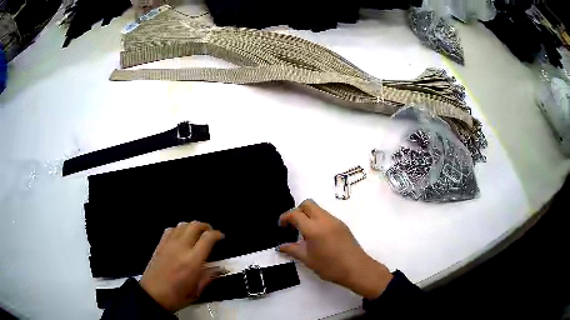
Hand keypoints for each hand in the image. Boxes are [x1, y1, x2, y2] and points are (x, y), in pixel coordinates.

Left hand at [139, 221, 225, 311]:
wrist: (152, 295)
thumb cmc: (177, 297)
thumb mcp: (197, 291)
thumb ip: (209, 277)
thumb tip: (221, 269)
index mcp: (192, 261)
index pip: (208, 238)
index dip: (217, 234)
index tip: (222, 237)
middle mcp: (181, 248)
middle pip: (195, 226)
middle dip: (206, 226)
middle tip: (211, 233)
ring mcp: (168, 244)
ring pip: (182, 225)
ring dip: (192, 226)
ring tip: (197, 234)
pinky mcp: (160, 245)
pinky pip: (170, 230)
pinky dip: (179, 229)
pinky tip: (181, 236)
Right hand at [278, 200, 392, 299]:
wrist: (356, 268)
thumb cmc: (330, 266)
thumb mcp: (308, 260)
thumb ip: (292, 250)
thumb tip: (280, 247)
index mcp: (314, 228)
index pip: (295, 214)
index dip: (285, 218)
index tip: (281, 226)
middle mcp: (325, 220)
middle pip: (307, 204)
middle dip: (297, 211)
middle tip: (293, 226)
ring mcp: (335, 221)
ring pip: (318, 209)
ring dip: (308, 215)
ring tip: (305, 233)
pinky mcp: (342, 225)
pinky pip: (326, 216)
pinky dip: (318, 220)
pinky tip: (317, 236)